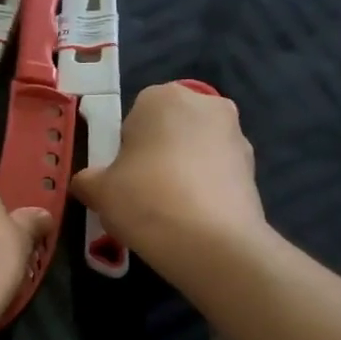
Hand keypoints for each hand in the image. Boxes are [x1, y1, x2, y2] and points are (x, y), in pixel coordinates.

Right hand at [71, 82, 264, 272]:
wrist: (211, 242)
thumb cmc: (145, 199)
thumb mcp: (98, 190)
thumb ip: (87, 180)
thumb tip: (86, 183)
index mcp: (163, 96)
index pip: (135, 116)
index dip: (125, 148)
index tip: (121, 178)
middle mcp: (206, 105)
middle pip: (170, 130)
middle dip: (157, 155)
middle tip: (142, 193)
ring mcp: (236, 136)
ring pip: (196, 152)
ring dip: (183, 172)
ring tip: (168, 212)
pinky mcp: (254, 170)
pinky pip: (217, 176)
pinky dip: (205, 191)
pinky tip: (192, 221)